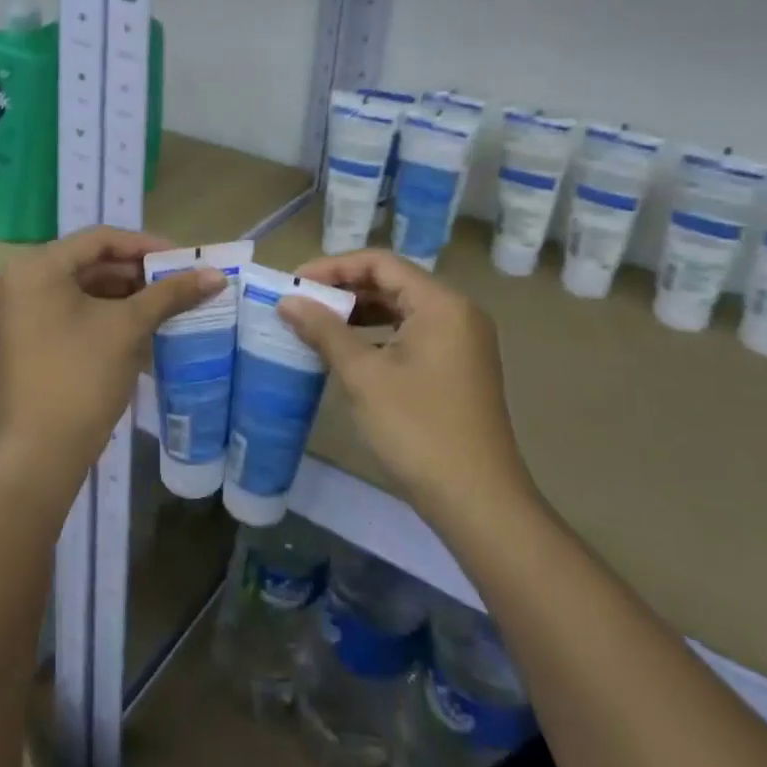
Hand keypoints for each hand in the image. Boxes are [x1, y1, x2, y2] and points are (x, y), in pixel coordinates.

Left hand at [0, 226, 223, 490]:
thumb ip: (170, 294)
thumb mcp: (128, 328)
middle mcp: (19, 280)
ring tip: (167, 304)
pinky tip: (141, 327)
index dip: (145, 245)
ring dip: (124, 295)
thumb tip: (216, 275)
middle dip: (137, 273)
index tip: (183, 258)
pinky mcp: (25, 339)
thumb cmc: (81, 378)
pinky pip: (70, 312)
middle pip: (89, 263)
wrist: (39, 456)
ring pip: (81, 289)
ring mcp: (18, 312)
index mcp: (36, 267)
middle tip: (179, 282)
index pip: (99, 239)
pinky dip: (104, 315)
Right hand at [277, 250, 536, 534]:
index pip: (380, 263)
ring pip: (402, 310)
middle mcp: (457, 313)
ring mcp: (462, 342)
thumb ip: (324, 330)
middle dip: (344, 290)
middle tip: (301, 303)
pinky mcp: (459, 368)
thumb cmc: (418, 429)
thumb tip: (288, 300)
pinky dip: (378, 336)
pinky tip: (348, 353)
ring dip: (359, 313)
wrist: (478, 503)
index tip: (295, 283)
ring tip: (317, 325)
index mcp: (441, 303)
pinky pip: (412, 334)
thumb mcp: (363, 375)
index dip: (333, 267)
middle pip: (392, 283)